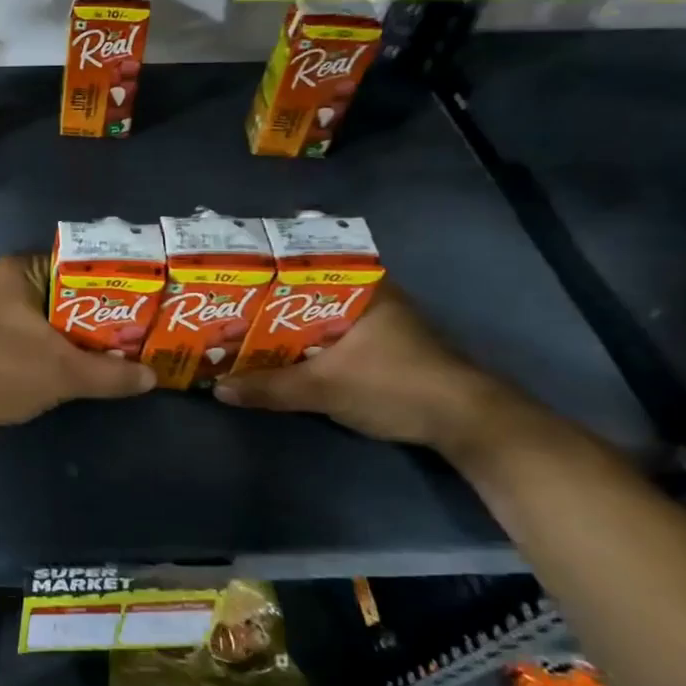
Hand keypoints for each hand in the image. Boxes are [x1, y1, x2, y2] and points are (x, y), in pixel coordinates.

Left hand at [0, 254, 154, 427]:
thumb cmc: (5, 371)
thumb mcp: (66, 374)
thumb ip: (111, 374)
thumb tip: (151, 377)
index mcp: (15, 270)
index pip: (70, 265)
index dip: (101, 286)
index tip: (124, 307)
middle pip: (49, 288)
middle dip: (78, 311)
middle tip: (110, 332)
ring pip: (25, 309)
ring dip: (50, 327)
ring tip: (83, 348)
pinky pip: (3, 324)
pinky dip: (24, 338)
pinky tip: (40, 359)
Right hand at [211, 286, 505, 449]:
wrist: (467, 424)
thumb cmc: (396, 385)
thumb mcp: (326, 388)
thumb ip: (271, 388)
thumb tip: (218, 389)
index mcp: (361, 286)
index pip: (304, 261)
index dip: (265, 266)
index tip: (230, 272)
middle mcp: (369, 296)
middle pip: (305, 290)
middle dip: (266, 299)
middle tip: (224, 303)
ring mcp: (376, 322)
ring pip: (316, 315)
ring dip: (284, 324)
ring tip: (239, 327)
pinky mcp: (380, 348)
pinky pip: (328, 335)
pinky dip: (303, 342)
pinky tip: (276, 352)